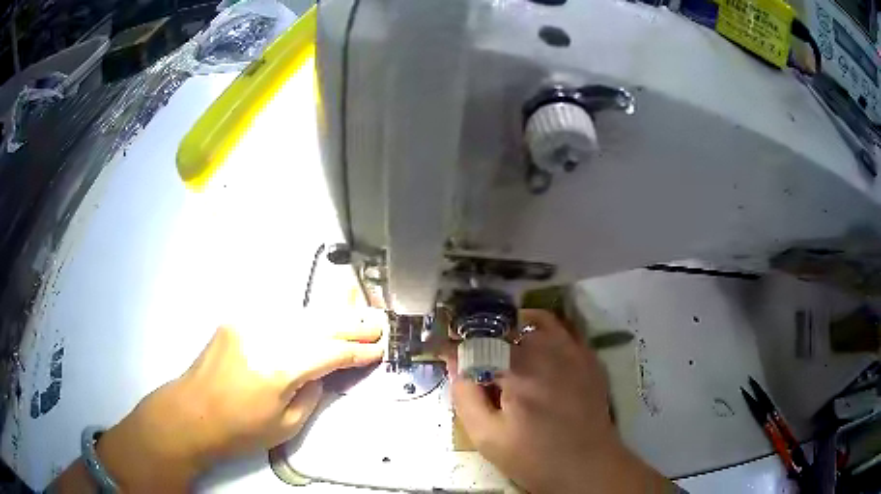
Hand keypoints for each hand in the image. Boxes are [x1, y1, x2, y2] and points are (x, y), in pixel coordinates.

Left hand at [95, 309, 384, 491]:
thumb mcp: (286, 425)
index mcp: (278, 368)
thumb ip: (312, 393)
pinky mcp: (236, 320)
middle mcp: (264, 336)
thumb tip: (323, 372)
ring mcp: (247, 323)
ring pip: (298, 314)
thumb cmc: (239, 430)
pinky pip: (277, 316)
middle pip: (317, 325)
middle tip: (375, 326)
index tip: (378, 350)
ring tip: (353, 316)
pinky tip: (314, 319)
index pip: (329, 352)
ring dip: (328, 317)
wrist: (191, 413)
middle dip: (350, 326)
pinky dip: (301, 318)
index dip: (357, 352)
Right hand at [445, 309, 667, 493]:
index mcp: (519, 371)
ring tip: (505, 347)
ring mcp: (573, 352)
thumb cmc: (534, 458)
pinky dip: (546, 331)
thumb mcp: (488, 437)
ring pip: (538, 321)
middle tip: (477, 358)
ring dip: (516, 328)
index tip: (449, 355)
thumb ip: (465, 397)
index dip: (459, 347)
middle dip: (486, 338)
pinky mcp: (589, 359)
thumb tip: (454, 363)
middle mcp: (547, 351)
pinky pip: (565, 330)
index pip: (479, 343)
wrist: (587, 466)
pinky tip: (540, 351)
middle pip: (508, 327)